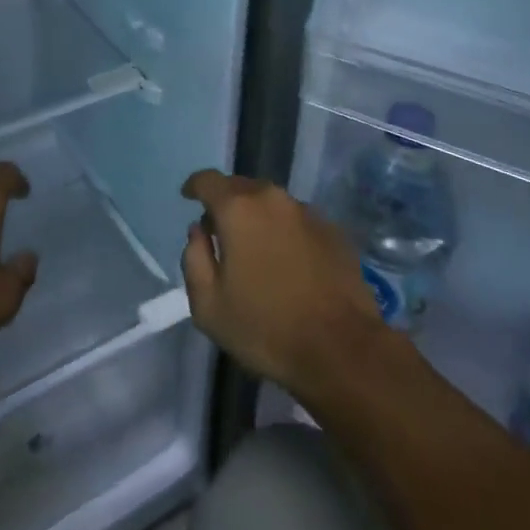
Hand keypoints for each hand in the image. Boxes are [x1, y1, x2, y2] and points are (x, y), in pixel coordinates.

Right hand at [180, 169, 389, 400]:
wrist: (340, 348)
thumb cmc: (265, 328)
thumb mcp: (208, 306)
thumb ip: (194, 259)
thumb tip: (198, 231)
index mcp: (238, 209)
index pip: (208, 181)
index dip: (195, 186)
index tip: (188, 197)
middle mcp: (273, 199)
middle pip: (241, 187)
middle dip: (226, 202)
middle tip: (220, 230)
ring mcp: (307, 212)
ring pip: (272, 203)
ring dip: (258, 217)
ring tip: (255, 248)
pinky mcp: (333, 230)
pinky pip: (297, 220)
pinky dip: (285, 231)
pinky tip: (288, 261)